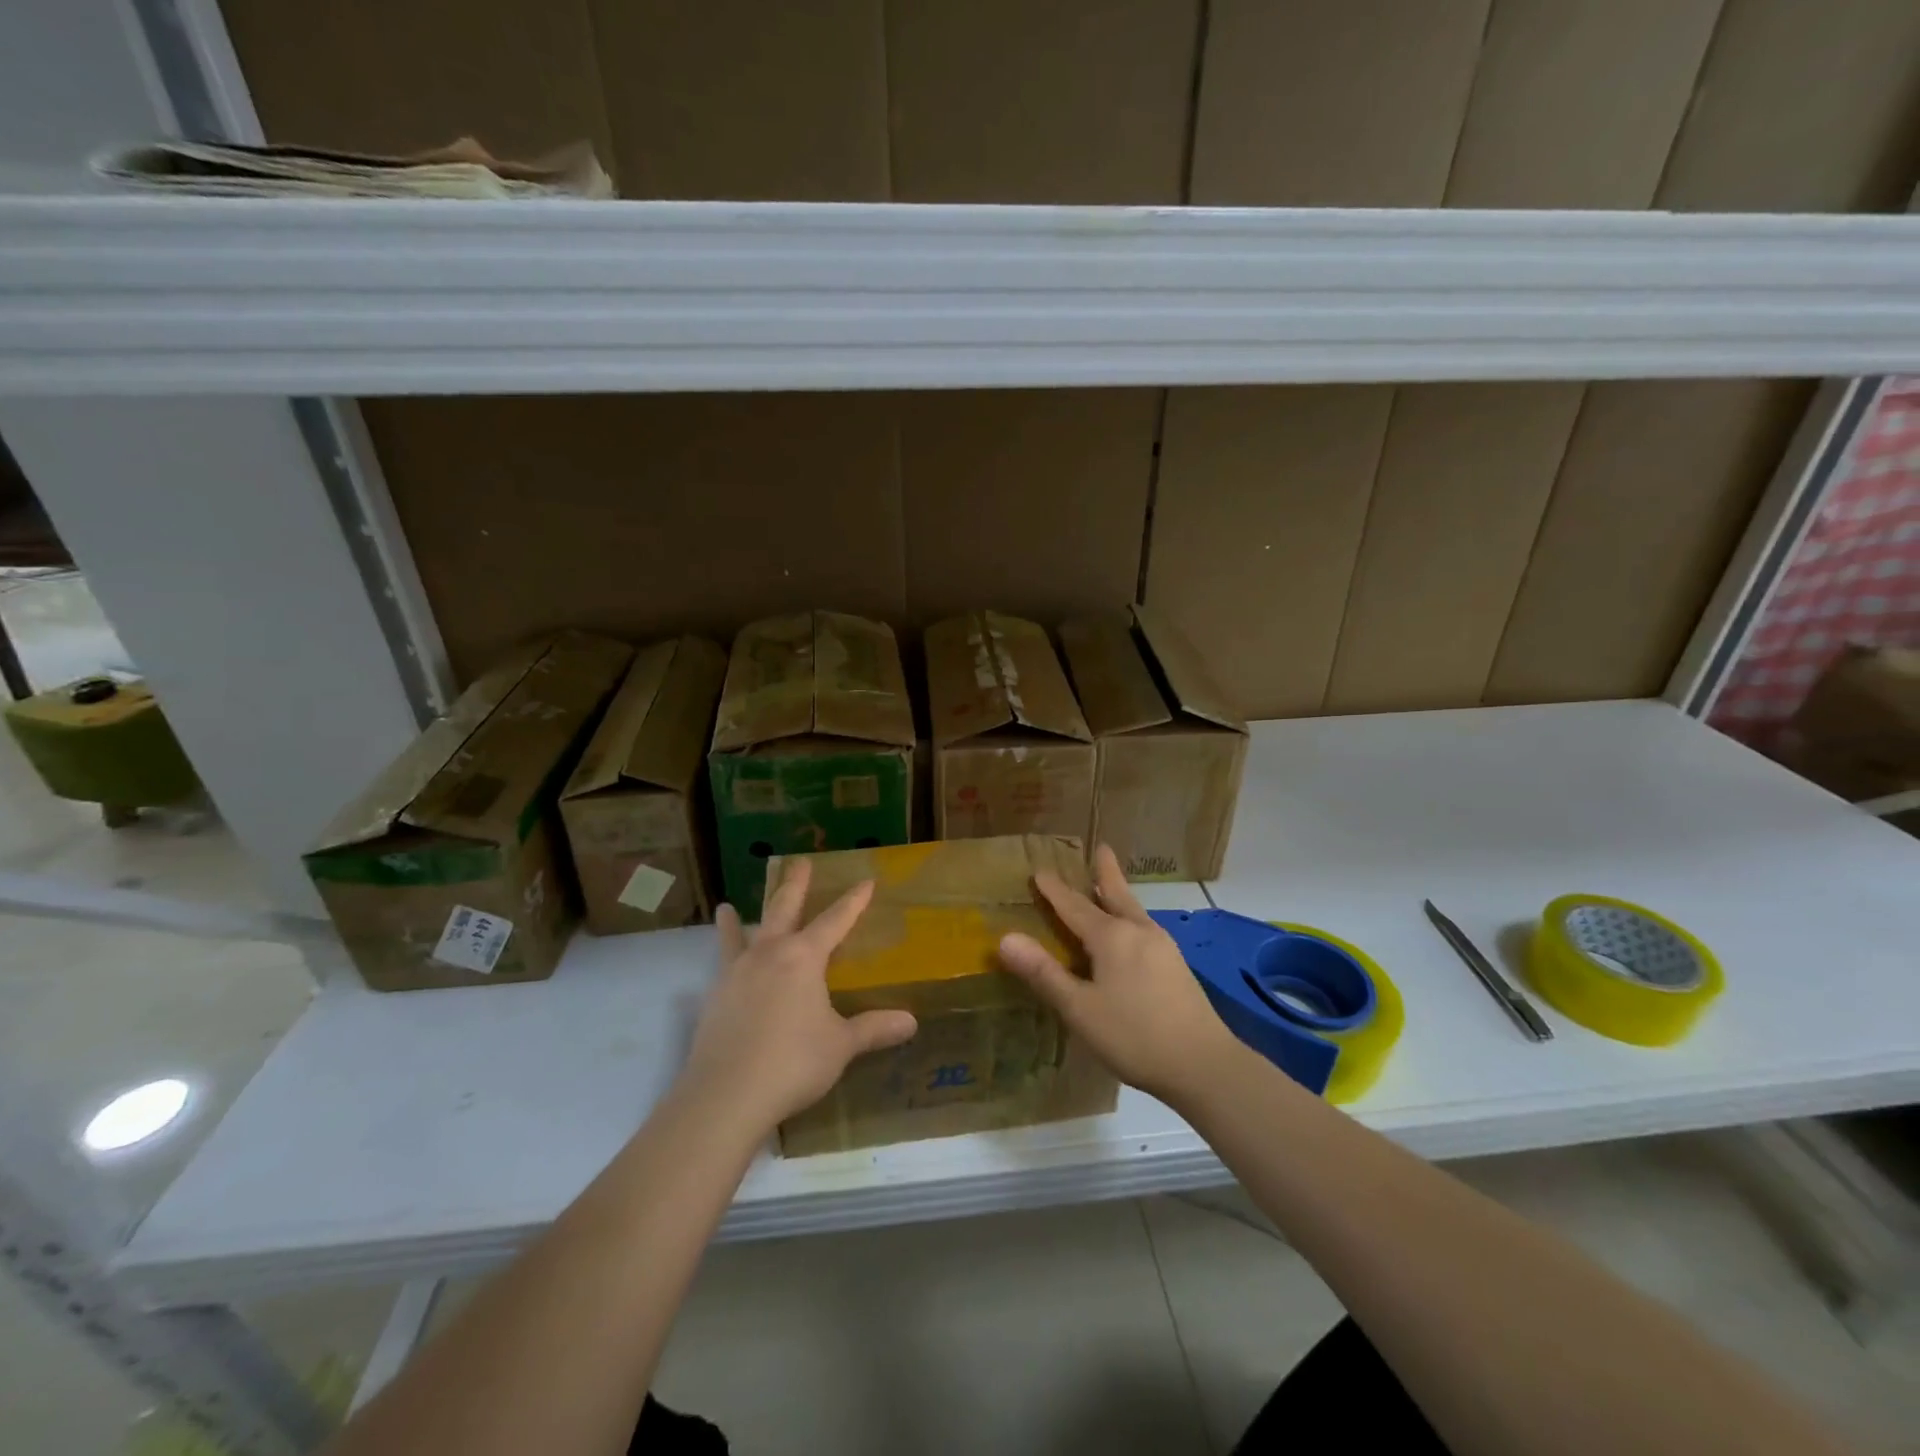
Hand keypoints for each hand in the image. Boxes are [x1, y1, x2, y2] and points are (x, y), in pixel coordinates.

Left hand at [678, 859, 917, 1134]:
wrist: (725, 1095)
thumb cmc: (792, 1063)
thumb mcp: (840, 1046)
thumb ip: (873, 1029)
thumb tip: (911, 1022)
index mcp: (804, 958)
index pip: (835, 920)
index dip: (853, 901)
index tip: (866, 881)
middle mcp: (769, 954)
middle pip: (784, 909)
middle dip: (795, 885)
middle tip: (800, 862)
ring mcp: (737, 973)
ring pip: (742, 934)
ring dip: (738, 919)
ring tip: (726, 906)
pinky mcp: (715, 997)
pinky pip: (720, 965)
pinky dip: (720, 958)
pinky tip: (720, 964)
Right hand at [998, 844, 1235, 1102]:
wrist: (1204, 1063)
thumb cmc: (1134, 1036)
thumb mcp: (1080, 1009)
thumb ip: (1044, 973)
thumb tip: (1005, 938)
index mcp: (1111, 937)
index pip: (1075, 906)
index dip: (1054, 890)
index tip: (1039, 871)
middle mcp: (1138, 932)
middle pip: (1116, 894)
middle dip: (1105, 872)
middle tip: (1102, 848)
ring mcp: (1162, 947)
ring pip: (1133, 910)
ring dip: (1118, 893)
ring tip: (1110, 885)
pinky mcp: (1176, 966)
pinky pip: (1144, 928)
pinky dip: (1130, 916)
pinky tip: (1131, 933)